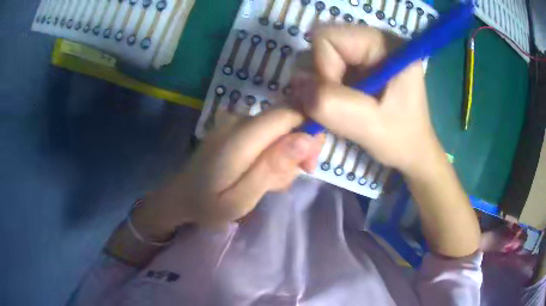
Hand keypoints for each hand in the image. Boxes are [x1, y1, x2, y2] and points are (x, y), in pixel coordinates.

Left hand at [144, 108, 323, 228]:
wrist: (180, 196)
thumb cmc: (209, 204)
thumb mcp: (242, 198)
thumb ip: (272, 168)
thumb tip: (306, 139)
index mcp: (240, 137)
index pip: (289, 114)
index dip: (308, 132)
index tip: (309, 164)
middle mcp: (239, 121)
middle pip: (287, 119)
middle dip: (298, 148)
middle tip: (290, 178)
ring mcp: (235, 122)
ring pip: (279, 128)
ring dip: (284, 155)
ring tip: (269, 182)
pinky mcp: (235, 128)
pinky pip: (266, 133)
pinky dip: (271, 152)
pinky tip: (260, 173)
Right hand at [289, 26, 442, 175]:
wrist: (414, 151)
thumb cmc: (402, 140)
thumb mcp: (369, 126)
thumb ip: (331, 104)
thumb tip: (298, 85)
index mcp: (385, 44)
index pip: (328, 38)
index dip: (323, 69)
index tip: (339, 101)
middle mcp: (374, 40)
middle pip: (323, 47)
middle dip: (322, 80)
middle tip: (338, 108)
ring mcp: (366, 51)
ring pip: (321, 59)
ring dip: (322, 88)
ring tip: (340, 111)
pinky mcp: (361, 65)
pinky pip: (328, 69)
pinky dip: (326, 90)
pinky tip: (340, 107)